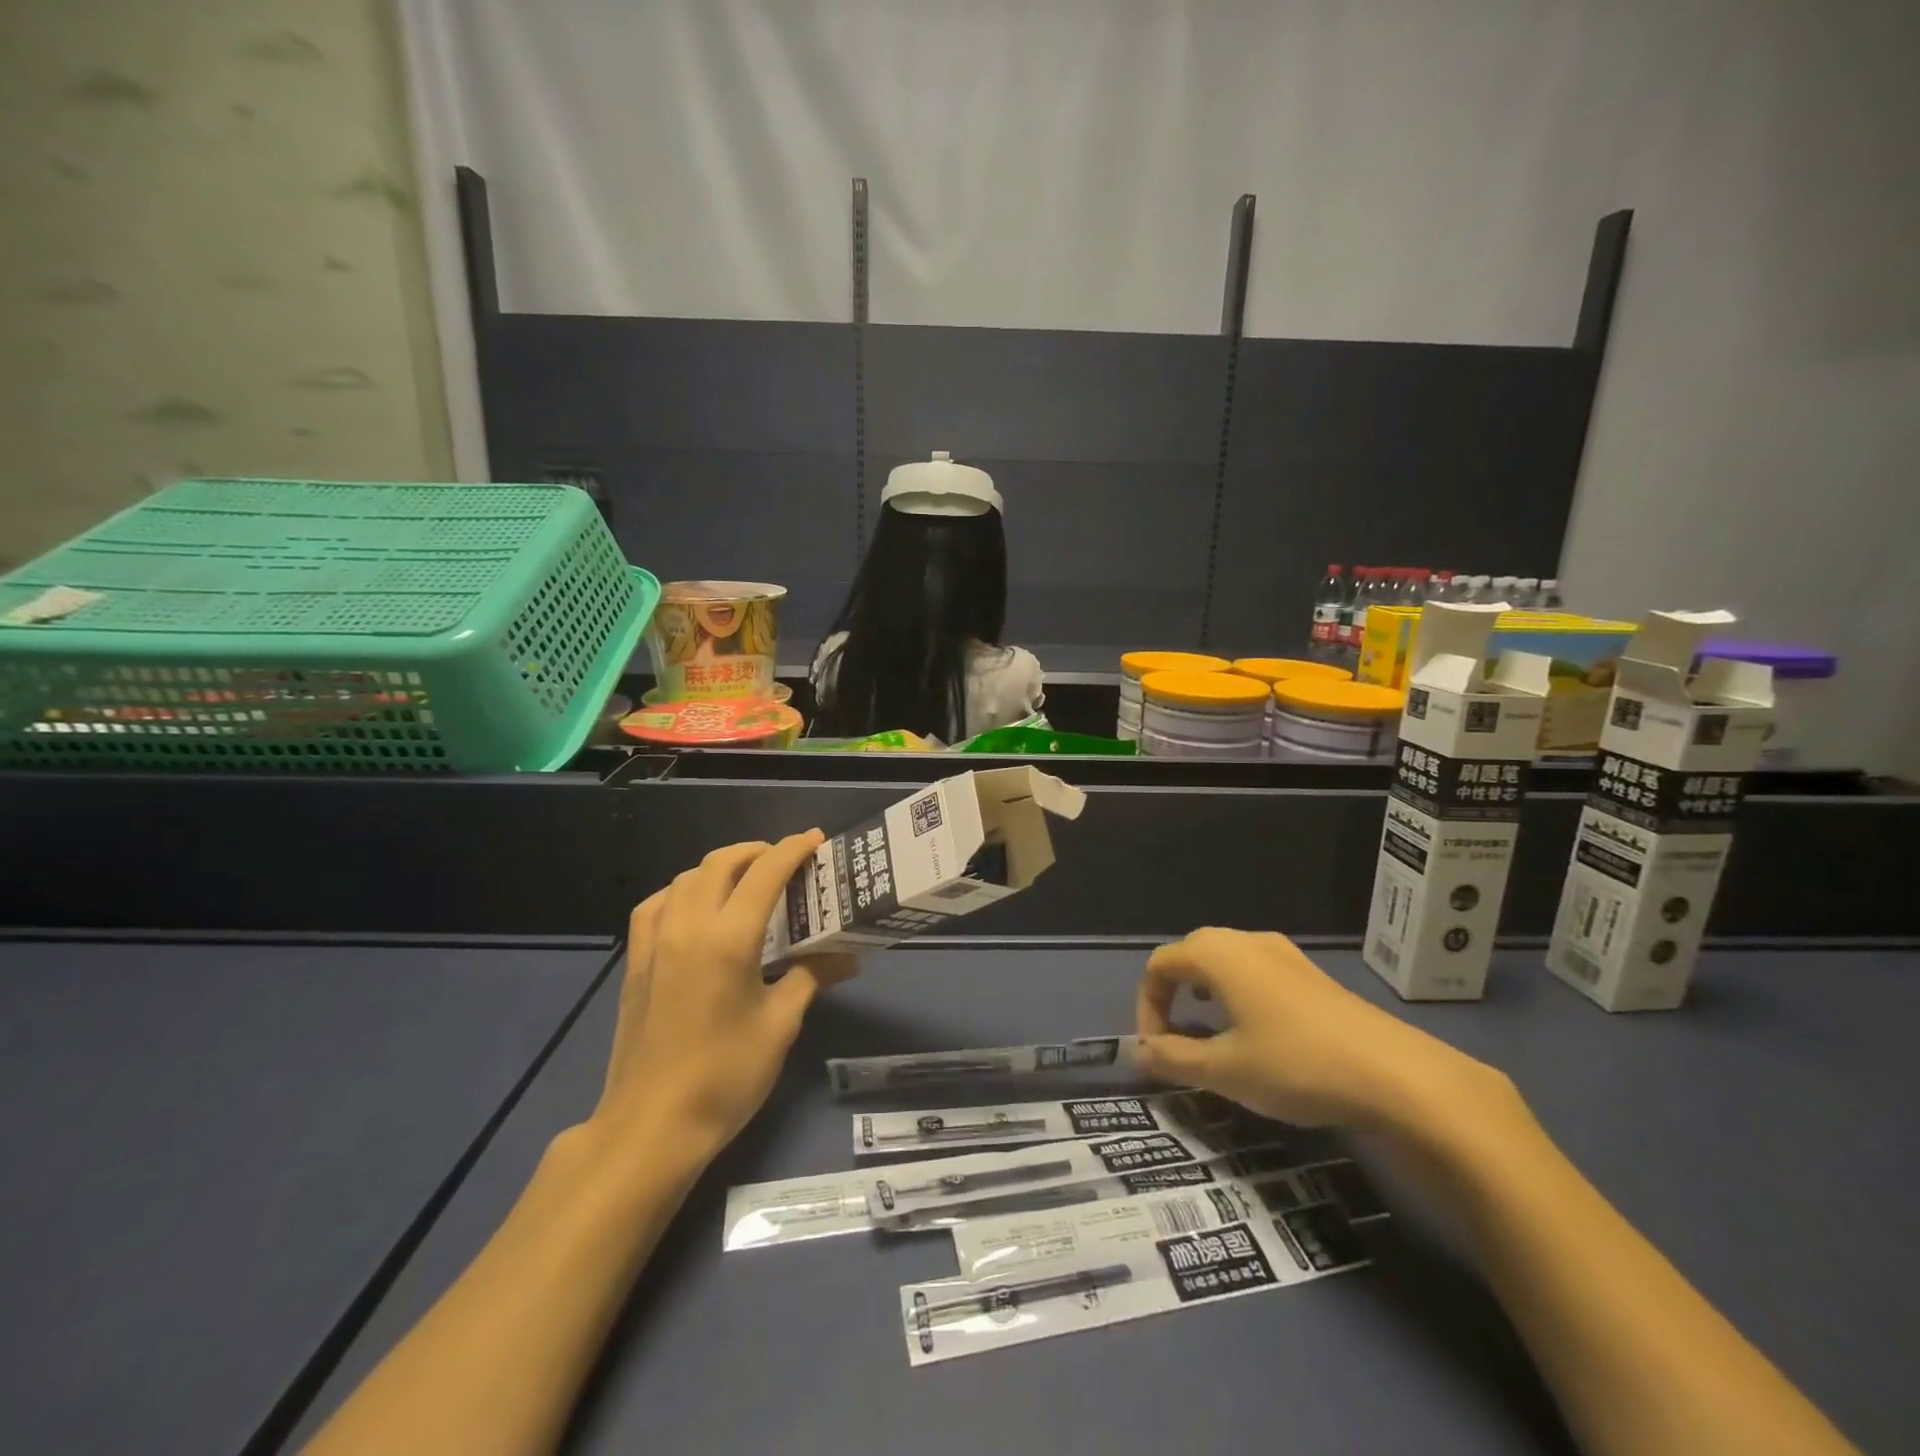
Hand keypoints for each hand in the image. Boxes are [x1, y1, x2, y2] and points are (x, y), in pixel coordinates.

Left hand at [589, 832, 856, 1160]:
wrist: (651, 1125)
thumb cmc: (726, 1076)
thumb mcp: (780, 1024)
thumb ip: (812, 976)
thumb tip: (849, 956)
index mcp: (729, 939)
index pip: (765, 873)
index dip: (793, 850)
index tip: (816, 840)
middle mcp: (688, 926)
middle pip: (721, 863)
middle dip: (756, 851)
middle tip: (786, 860)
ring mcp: (655, 942)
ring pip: (686, 878)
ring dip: (720, 867)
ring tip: (746, 880)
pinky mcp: (635, 961)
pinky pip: (657, 904)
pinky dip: (682, 891)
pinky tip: (695, 909)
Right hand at [1136, 928, 1497, 1130]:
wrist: (1397, 1074)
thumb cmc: (1296, 1064)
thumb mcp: (1225, 1070)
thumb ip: (1174, 1059)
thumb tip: (1139, 1052)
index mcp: (1217, 954)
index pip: (1160, 965)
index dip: (1147, 1005)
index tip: (1155, 1051)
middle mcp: (1246, 941)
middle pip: (1190, 955)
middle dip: (1172, 995)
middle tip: (1175, 1040)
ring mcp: (1284, 954)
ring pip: (1225, 962)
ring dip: (1204, 993)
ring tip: (1210, 1034)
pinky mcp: (1311, 974)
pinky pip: (1255, 972)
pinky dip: (1237, 995)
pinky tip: (1256, 1033)